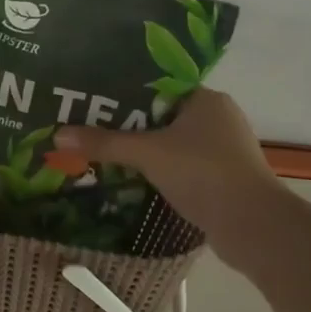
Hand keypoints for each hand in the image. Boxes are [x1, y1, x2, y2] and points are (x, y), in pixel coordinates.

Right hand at [56, 89, 281, 260]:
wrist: (252, 226)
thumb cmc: (203, 174)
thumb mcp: (147, 154)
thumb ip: (104, 143)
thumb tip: (58, 134)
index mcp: (206, 99)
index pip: (158, 86)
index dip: (124, 93)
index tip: (92, 101)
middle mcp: (218, 118)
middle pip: (162, 116)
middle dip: (128, 125)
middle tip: (89, 129)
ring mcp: (223, 150)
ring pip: (172, 144)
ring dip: (143, 151)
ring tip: (103, 154)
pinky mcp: (222, 178)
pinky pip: (181, 167)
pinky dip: (159, 171)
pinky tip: (132, 179)